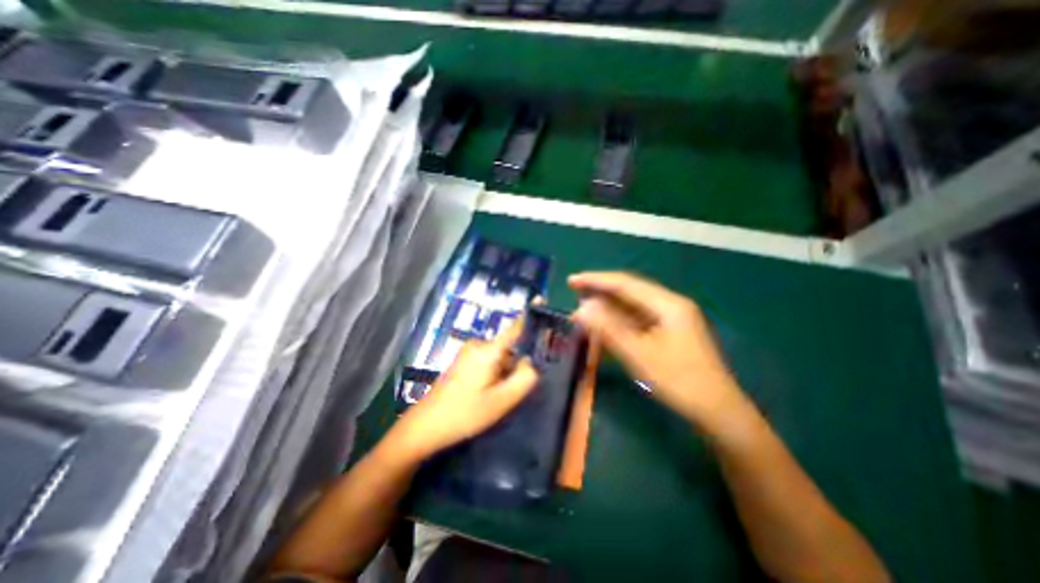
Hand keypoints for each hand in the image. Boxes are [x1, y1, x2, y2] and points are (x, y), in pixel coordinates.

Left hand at [390, 316, 535, 462]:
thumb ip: (524, 379)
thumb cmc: (465, 413)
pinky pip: (489, 361)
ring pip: (500, 357)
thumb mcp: (501, 401)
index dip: (530, 316)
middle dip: (517, 365)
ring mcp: (469, 352)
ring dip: (506, 373)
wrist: (425, 426)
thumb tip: (532, 362)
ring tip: (497, 398)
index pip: (515, 327)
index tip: (543, 301)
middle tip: (514, 391)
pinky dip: (496, 374)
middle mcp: (479, 344)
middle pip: (510, 347)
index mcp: (488, 350)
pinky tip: (488, 394)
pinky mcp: (464, 360)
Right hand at [569, 271, 748, 427]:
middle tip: (574, 293)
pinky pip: (637, 320)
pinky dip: (618, 321)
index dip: (596, 280)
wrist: (718, 412)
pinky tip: (603, 324)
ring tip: (583, 309)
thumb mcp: (639, 354)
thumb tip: (581, 310)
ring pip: (632, 306)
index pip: (625, 284)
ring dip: (607, 307)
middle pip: (629, 291)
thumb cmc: (679, 381)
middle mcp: (669, 305)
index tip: (571, 280)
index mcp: (667, 304)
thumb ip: (608, 329)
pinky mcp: (668, 333)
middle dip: (600, 291)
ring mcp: (670, 319)